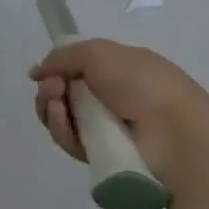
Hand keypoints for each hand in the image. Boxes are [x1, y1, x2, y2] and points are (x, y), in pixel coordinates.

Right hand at [29, 40, 208, 188]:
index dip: (58, 70)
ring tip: (57, 106)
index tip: (47, 72)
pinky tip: (63, 121)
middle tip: (53, 89)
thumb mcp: (98, 52)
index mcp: (118, 69)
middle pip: (64, 94)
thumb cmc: (141, 83)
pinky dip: (61, 130)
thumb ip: (62, 57)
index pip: (77, 69)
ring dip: (51, 110)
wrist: (173, 132)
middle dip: (50, 90)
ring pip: (63, 119)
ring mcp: (106, 128)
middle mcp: (111, 98)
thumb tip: (35, 73)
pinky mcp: (101, 156)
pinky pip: (71, 141)